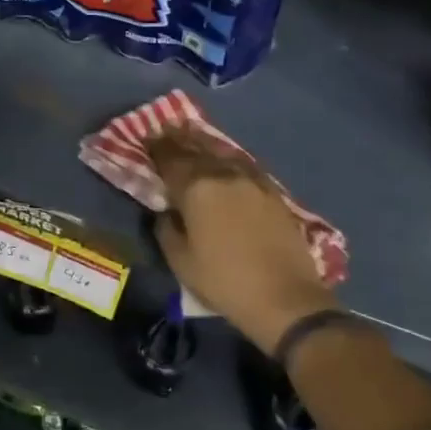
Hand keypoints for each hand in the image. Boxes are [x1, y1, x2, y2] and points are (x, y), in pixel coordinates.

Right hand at [149, 129, 335, 355]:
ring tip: (192, 135)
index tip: (145, 140)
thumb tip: (166, 210)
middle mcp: (223, 174)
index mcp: (196, 188)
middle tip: (166, 131)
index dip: (155, 148)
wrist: (285, 298)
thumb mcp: (180, 261)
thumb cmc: (224, 282)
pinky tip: (225, 158)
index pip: (170, 159)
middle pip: (196, 149)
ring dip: (203, 143)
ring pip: (221, 152)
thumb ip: (167, 228)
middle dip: (178, 140)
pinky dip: (228, 157)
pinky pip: (243, 164)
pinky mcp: (272, 191)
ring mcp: (251, 180)